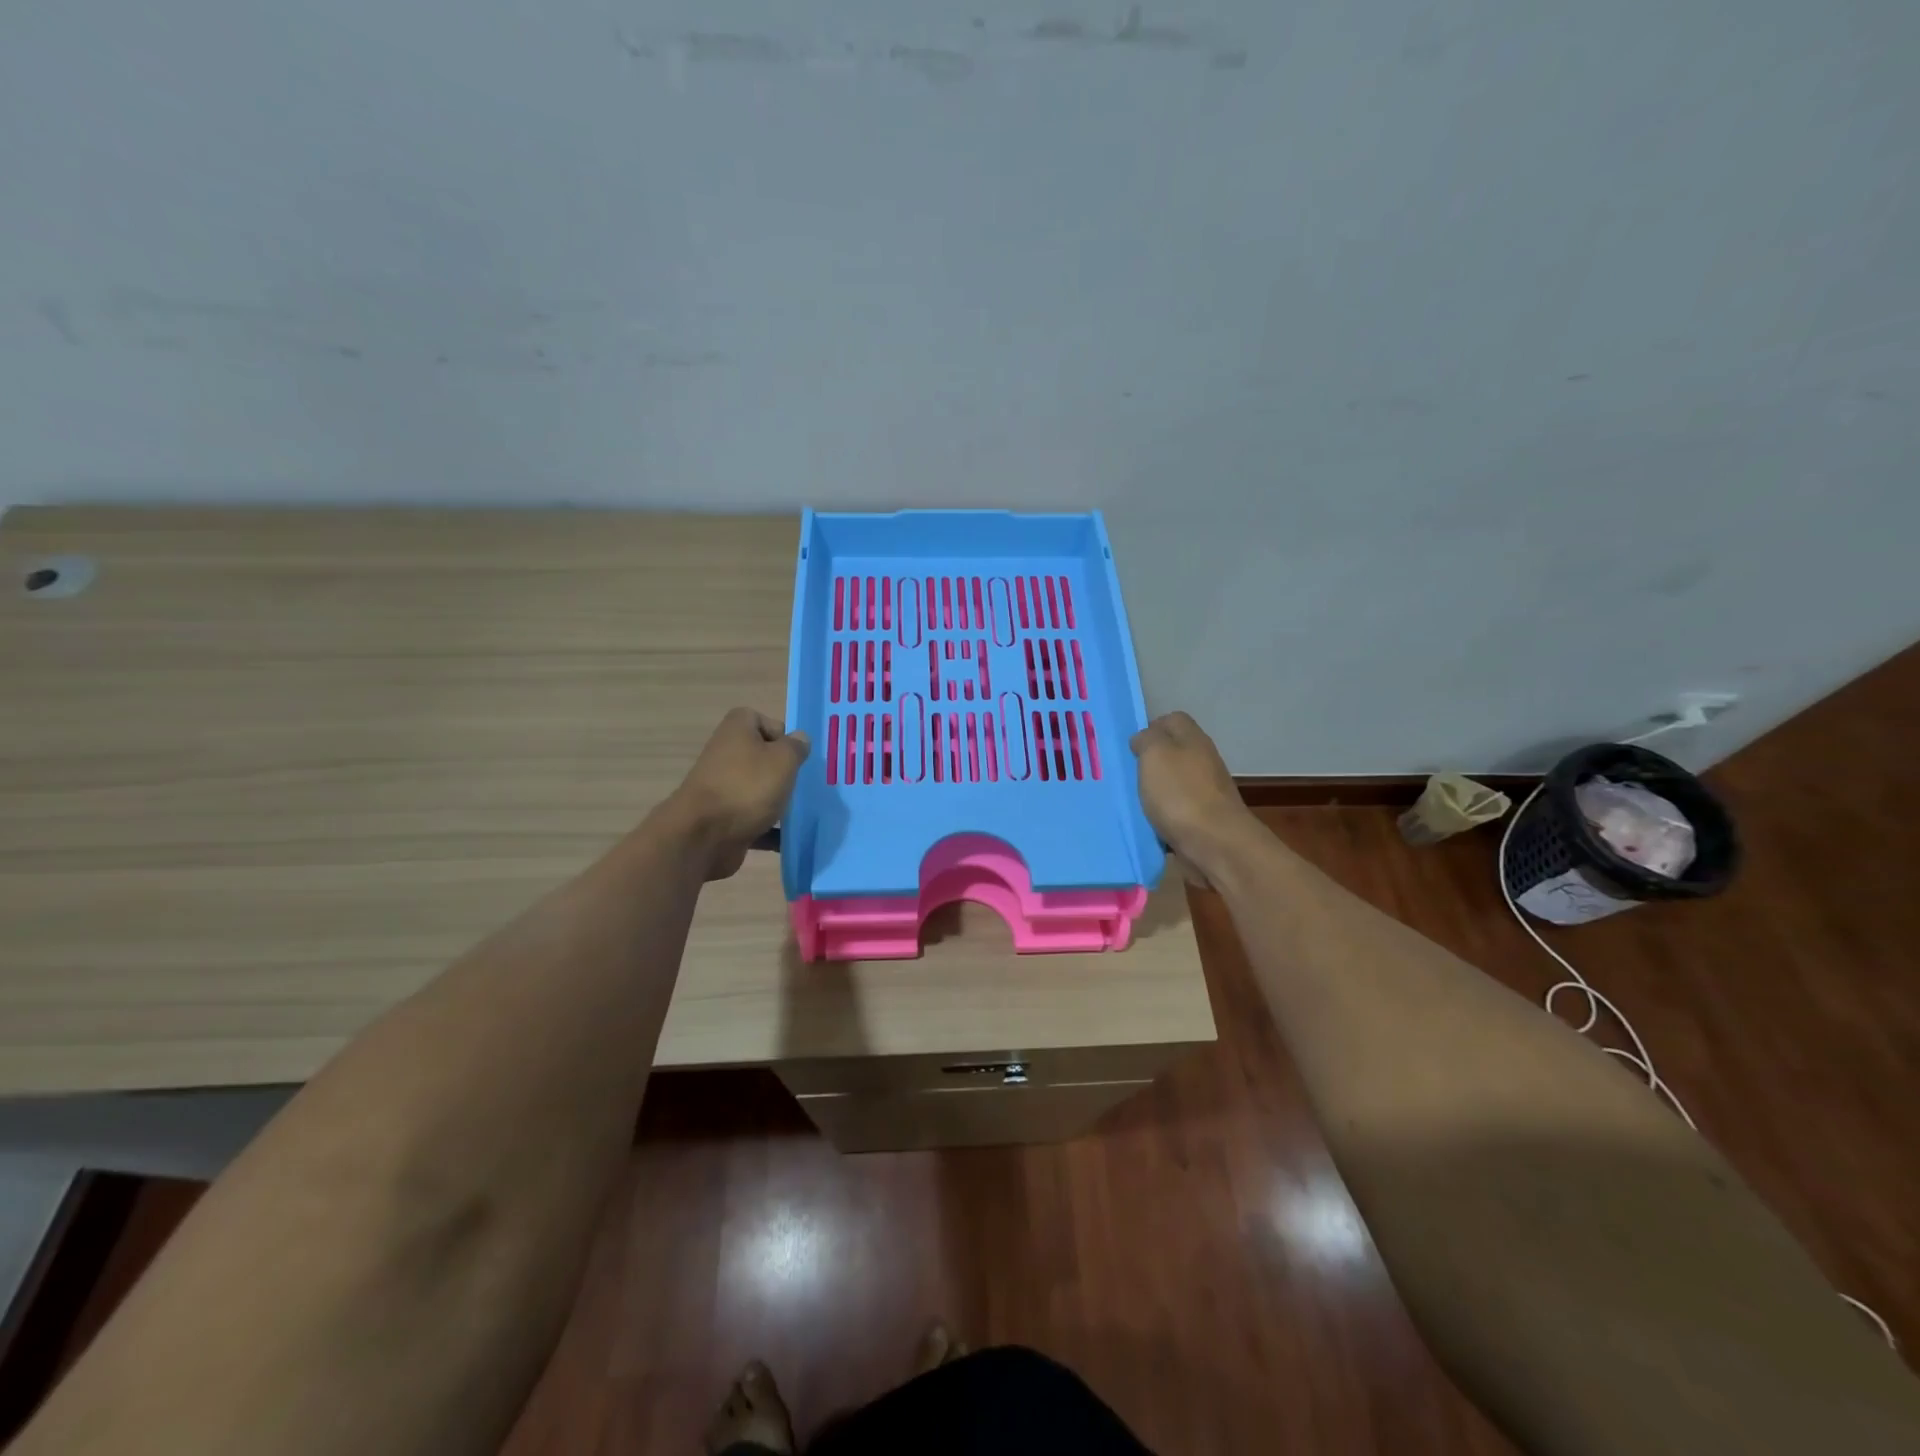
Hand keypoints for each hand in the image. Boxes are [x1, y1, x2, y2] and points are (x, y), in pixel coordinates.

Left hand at [666, 708, 809, 880]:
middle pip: (761, 756)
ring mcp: (723, 788)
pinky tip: (788, 838)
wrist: (703, 836)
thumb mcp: (783, 759)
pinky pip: (753, 818)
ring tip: (800, 811)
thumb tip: (799, 739)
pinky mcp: (723, 818)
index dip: (781, 733)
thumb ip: (796, 746)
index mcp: (736, 730)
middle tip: (802, 783)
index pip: (760, 719)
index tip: (794, 754)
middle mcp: (726, 754)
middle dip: (783, 770)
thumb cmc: (747, 787)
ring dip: (778, 800)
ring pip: (758, 789)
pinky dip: (769, 828)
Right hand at [1130, 712, 1258, 880]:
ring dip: (1155, 789)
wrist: (1216, 844)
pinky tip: (1149, 822)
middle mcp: (1203, 760)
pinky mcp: (1205, 818)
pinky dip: (1163, 813)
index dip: (1151, 728)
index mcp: (1193, 739)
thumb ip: (1147, 739)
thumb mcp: (1155, 754)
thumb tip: (1144, 740)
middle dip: (1150, 761)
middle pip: (1174, 751)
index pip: (1173, 719)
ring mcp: (1207, 790)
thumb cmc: (1180, 794)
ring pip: (1174, 781)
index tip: (1131, 747)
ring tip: (1133, 800)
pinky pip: (1177, 808)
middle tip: (1127, 775)